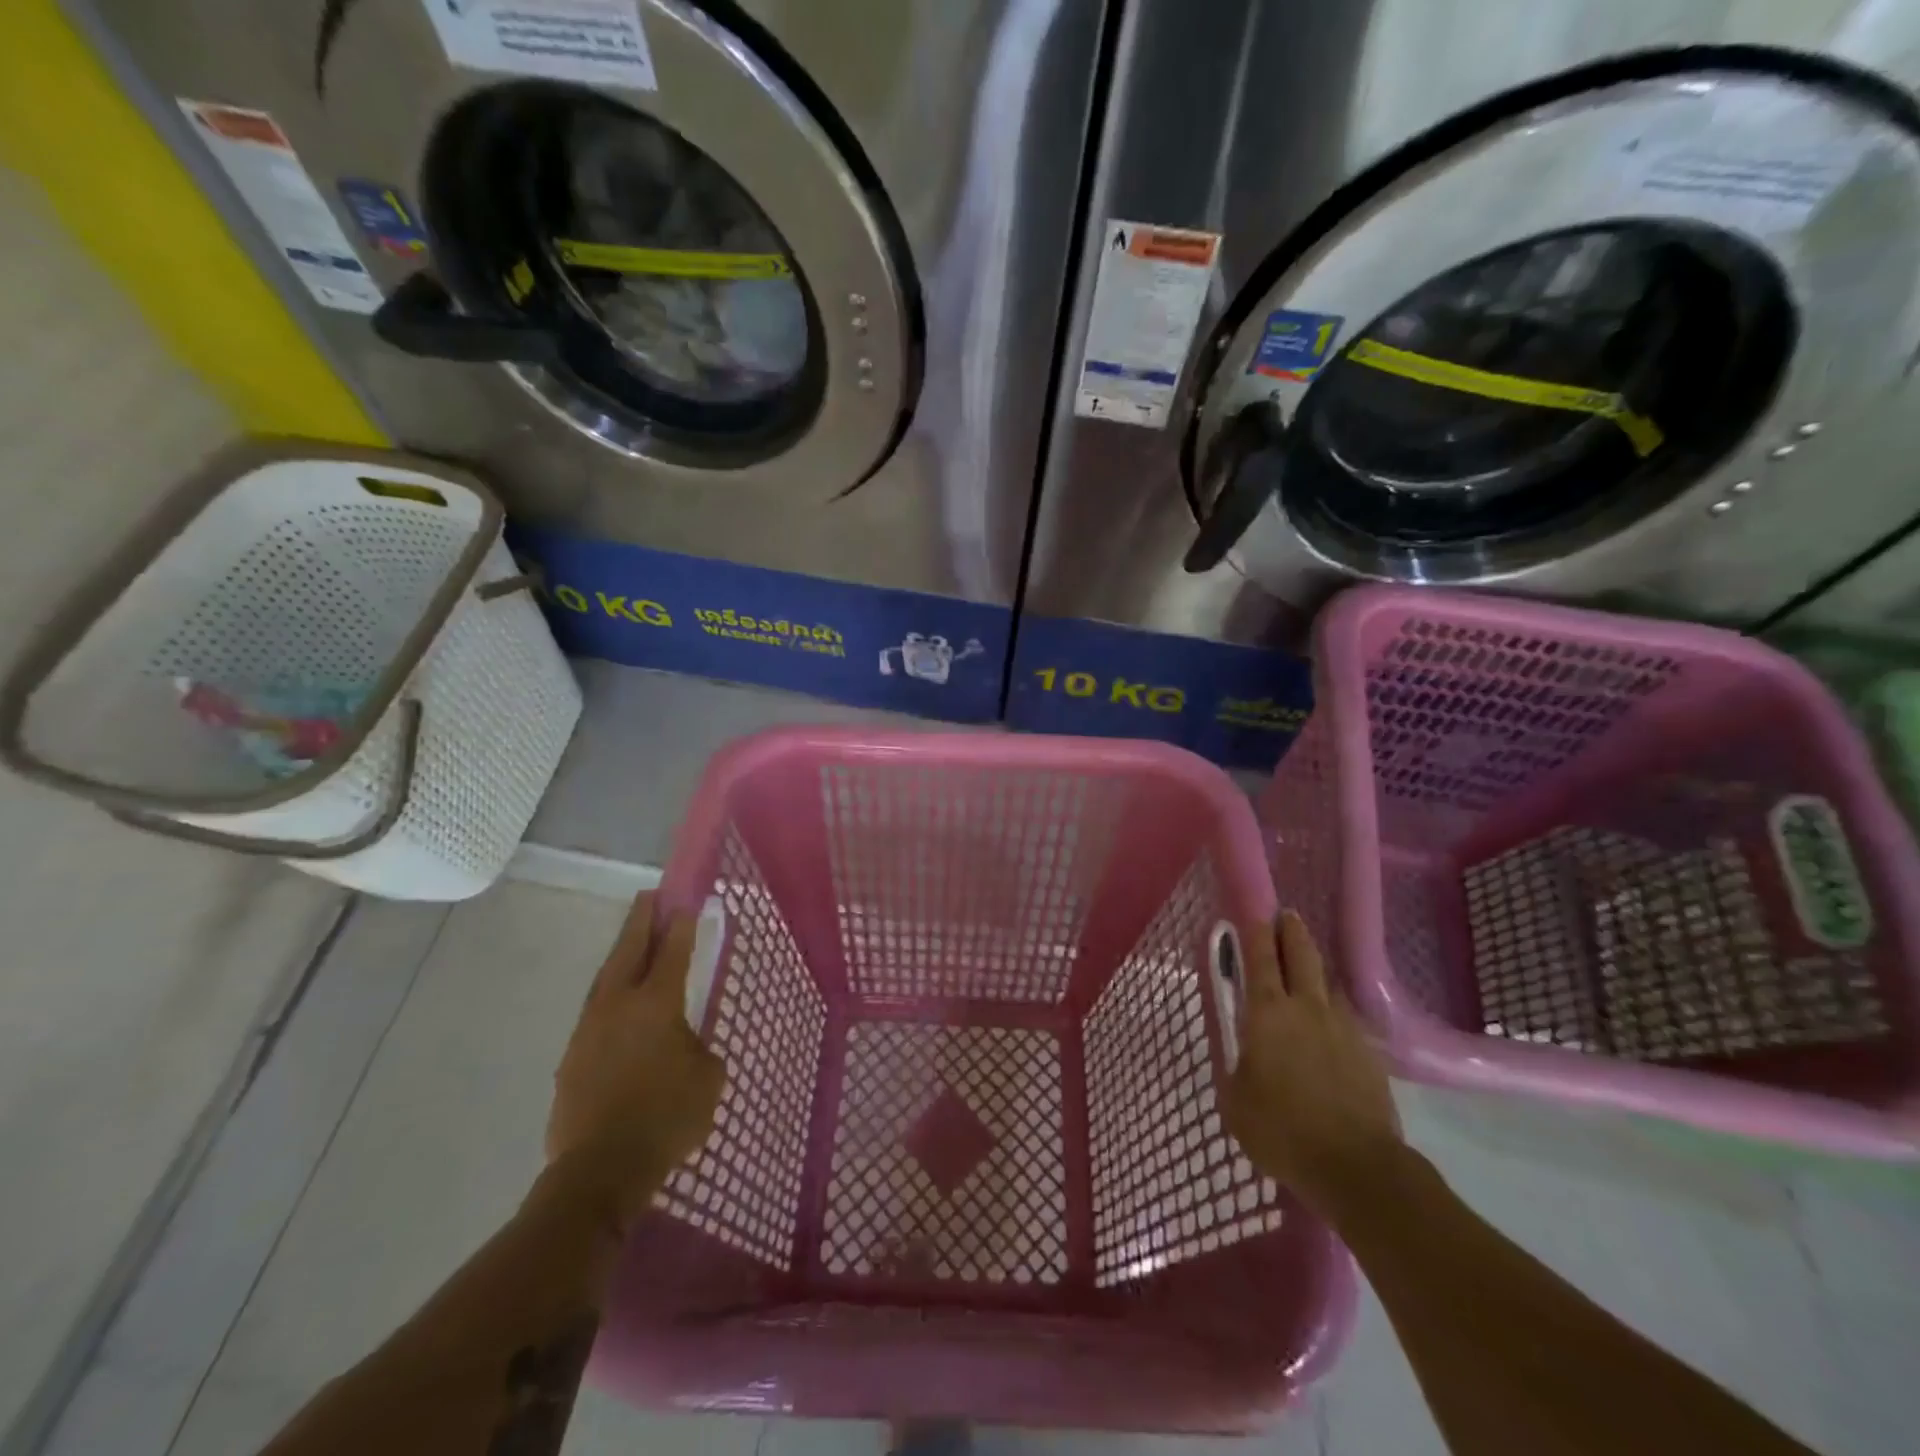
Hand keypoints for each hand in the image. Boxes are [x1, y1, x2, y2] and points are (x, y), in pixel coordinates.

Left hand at [547, 891, 724, 1227]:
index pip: (673, 951)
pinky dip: (608, 996)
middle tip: (649, 898)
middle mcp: (618, 1004)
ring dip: (620, 955)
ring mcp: (589, 1029)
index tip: (684, 902)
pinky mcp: (571, 1058)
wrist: (601, 1168)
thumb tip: (685, 1045)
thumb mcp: (708, 1077)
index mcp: (656, 1002)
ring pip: (605, 978)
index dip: (681, 925)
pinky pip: (594, 1013)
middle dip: (641, 921)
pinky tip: (616, 1006)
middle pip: (629, 950)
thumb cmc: (667, 1115)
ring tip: (631, 942)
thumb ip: (700, 1048)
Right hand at [1223, 911, 1404, 1218]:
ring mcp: (1343, 1029)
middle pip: (1302, 956)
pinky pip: (1345, 1020)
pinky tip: (1328, 1029)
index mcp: (1268, 1013)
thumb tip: (1246, 1056)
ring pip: (1327, 986)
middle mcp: (1306, 1009)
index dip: (1256, 932)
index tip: (1256, 911)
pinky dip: (1332, 1013)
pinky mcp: (1368, 1055)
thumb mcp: (1236, 1100)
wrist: (1357, 1167)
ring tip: (1305, 975)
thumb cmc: (1282, 1130)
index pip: (1261, 959)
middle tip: (1287, 917)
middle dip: (1293, 932)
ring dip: (1314, 973)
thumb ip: (1237, 1067)